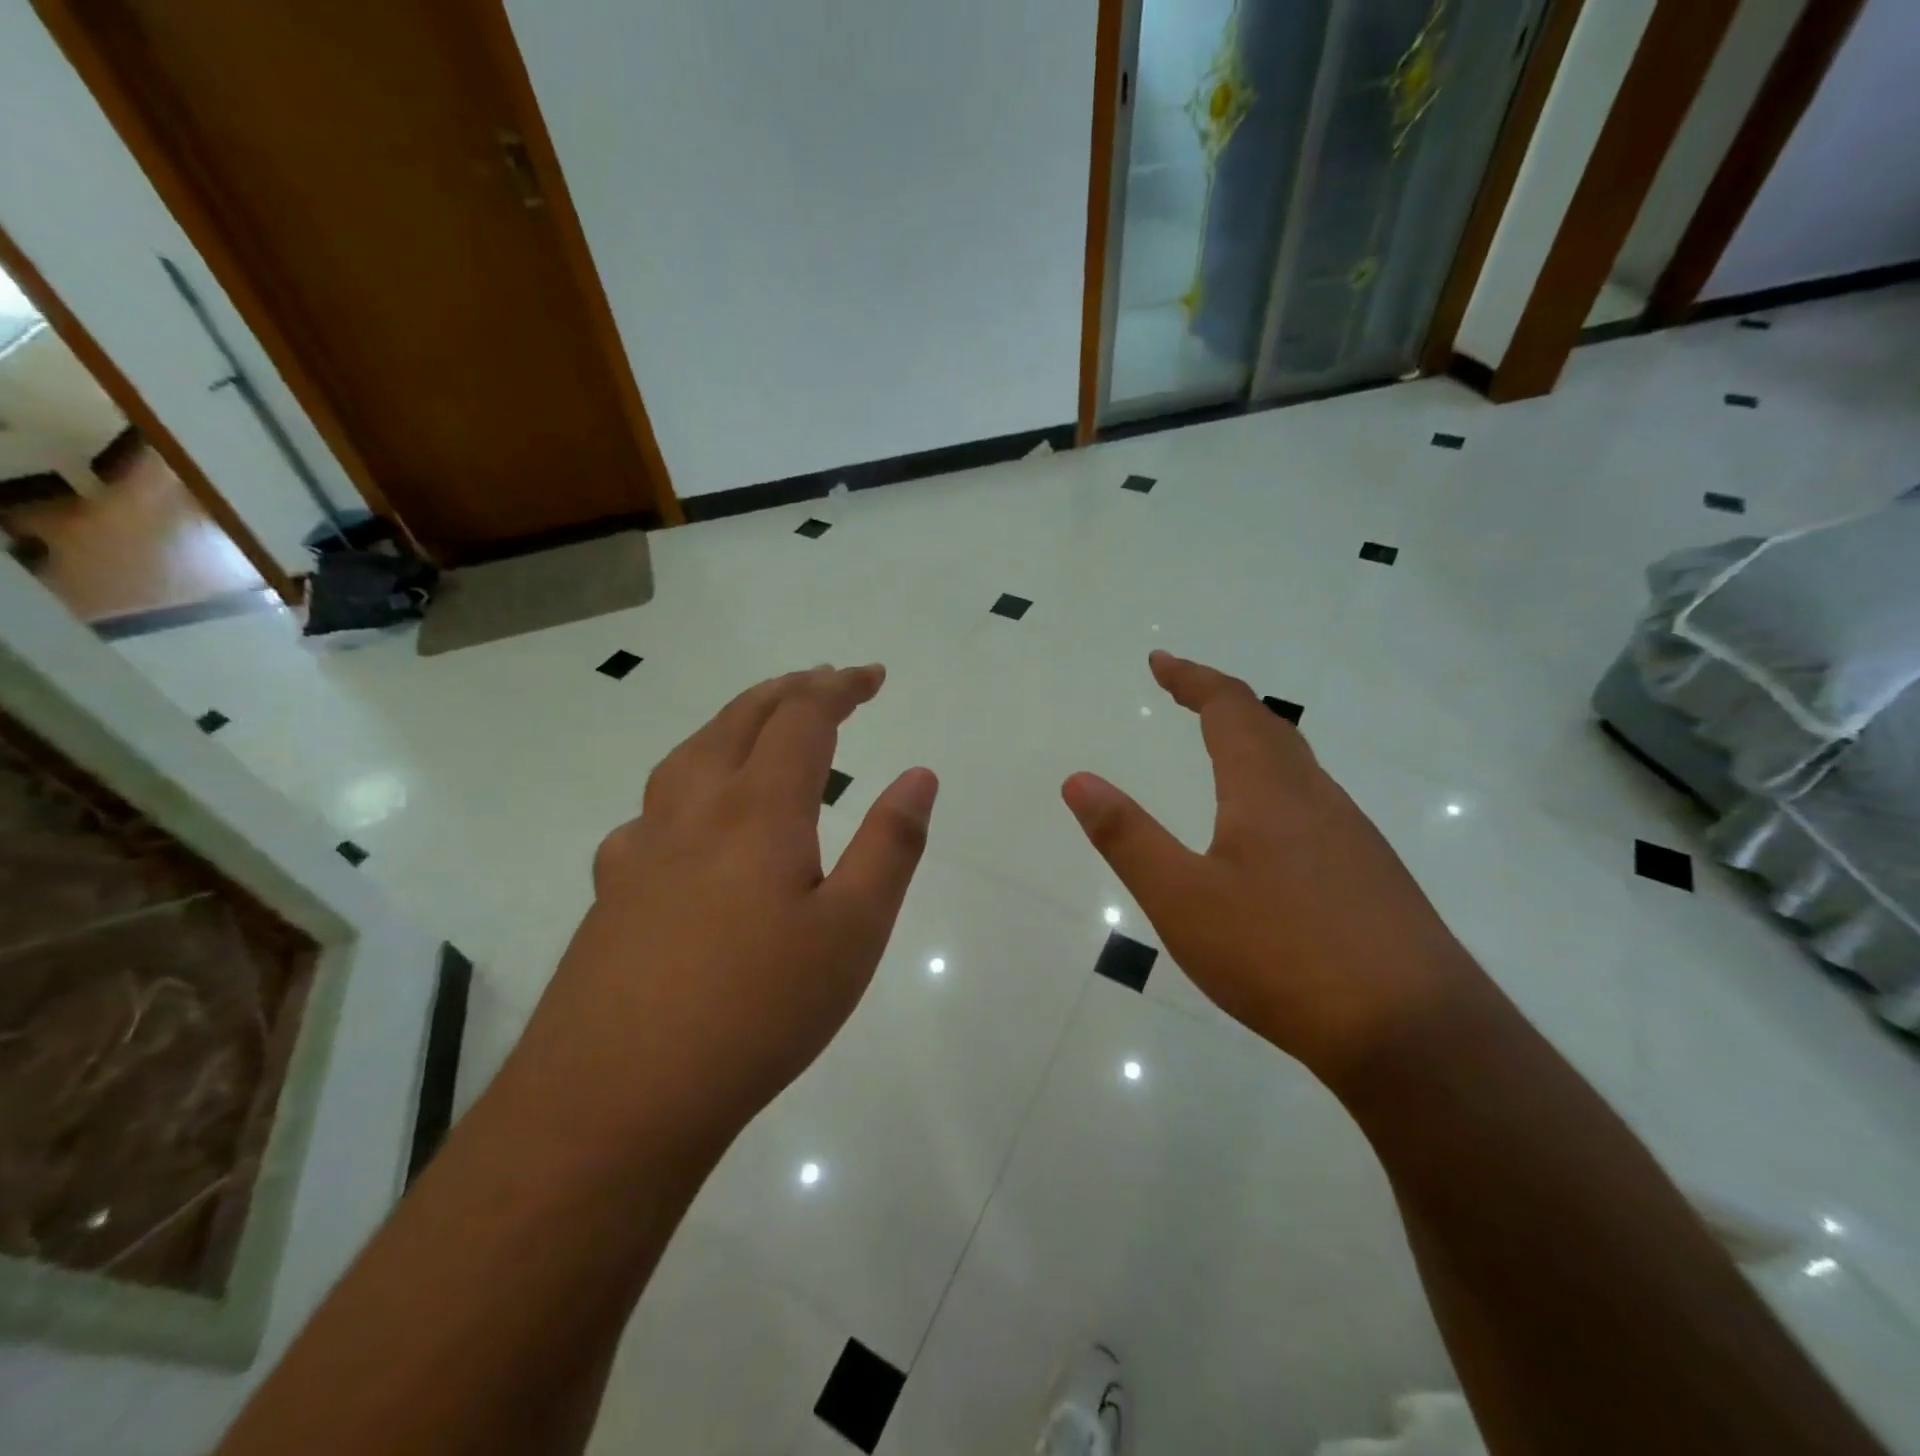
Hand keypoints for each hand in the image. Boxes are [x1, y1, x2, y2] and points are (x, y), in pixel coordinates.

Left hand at [512, 665, 937, 1147]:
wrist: (616, 1100)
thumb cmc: (757, 1012)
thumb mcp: (853, 932)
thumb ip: (890, 845)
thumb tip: (918, 773)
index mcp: (757, 810)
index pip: (802, 718)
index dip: (839, 687)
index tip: (873, 676)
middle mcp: (693, 810)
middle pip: (739, 719)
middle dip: (789, 690)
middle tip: (826, 682)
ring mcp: (641, 848)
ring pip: (689, 754)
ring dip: (735, 723)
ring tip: (763, 728)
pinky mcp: (611, 890)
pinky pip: (655, 808)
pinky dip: (691, 783)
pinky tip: (692, 823)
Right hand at [1061, 651, 1484, 1083]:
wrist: (1415, 1033)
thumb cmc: (1281, 956)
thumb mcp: (1182, 900)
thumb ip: (1127, 837)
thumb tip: (1077, 780)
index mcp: (1267, 790)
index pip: (1228, 708)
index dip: (1192, 678)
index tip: (1160, 662)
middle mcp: (1316, 798)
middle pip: (1269, 727)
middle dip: (1222, 701)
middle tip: (1185, 694)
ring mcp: (1353, 836)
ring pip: (1299, 767)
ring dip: (1255, 743)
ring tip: (1223, 751)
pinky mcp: (1373, 875)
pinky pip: (1317, 805)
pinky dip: (1279, 786)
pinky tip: (1272, 832)